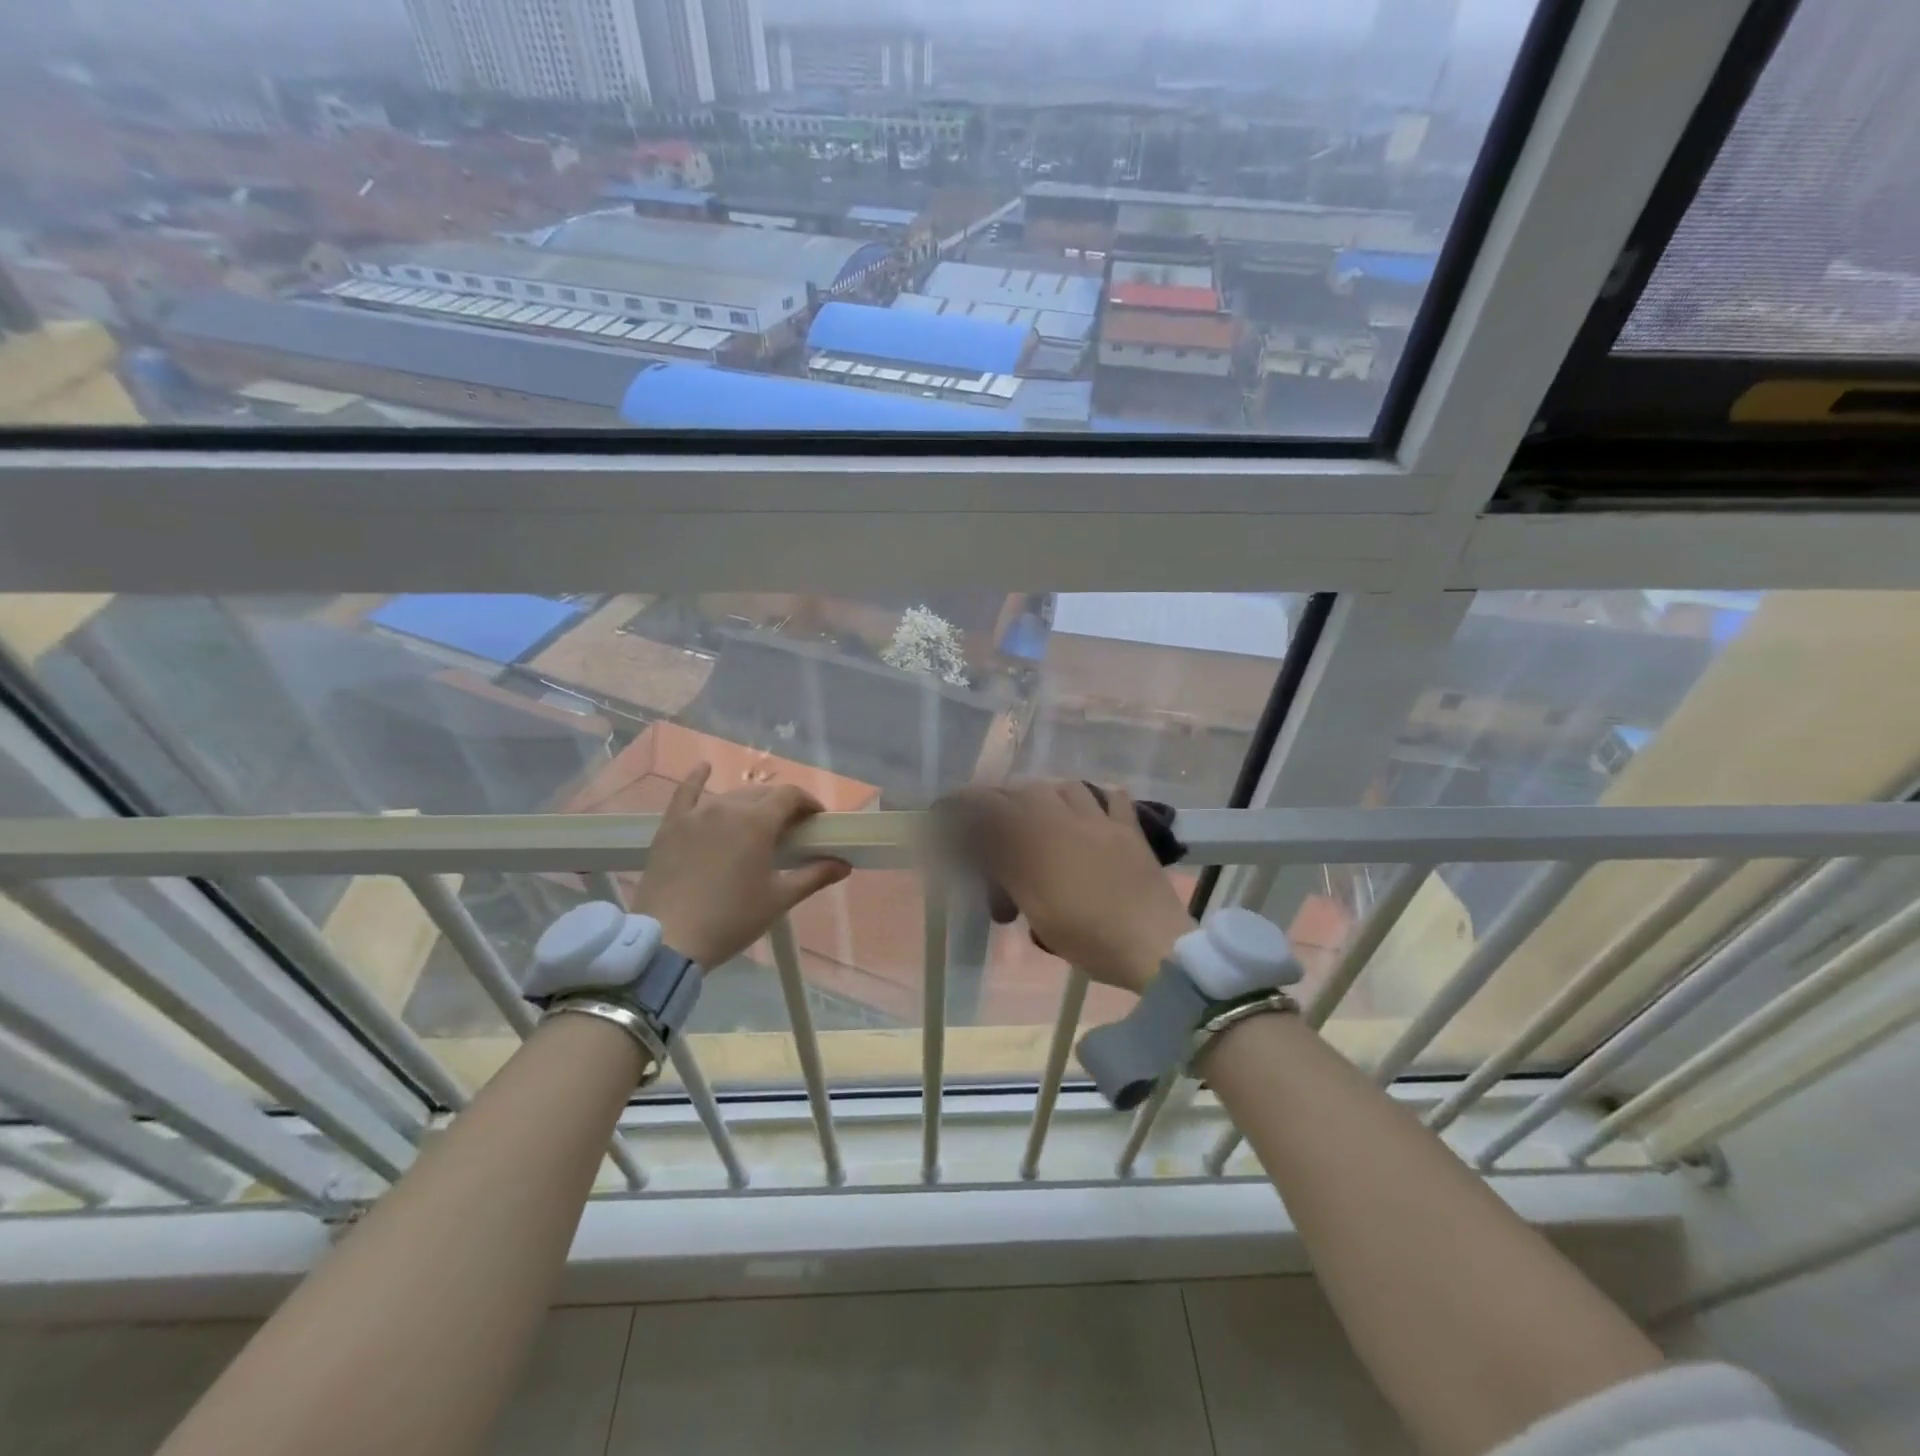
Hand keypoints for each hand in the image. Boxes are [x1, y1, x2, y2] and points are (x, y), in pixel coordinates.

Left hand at [630, 763, 851, 967]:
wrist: (668, 940)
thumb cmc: (732, 919)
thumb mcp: (779, 899)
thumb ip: (814, 876)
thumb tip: (844, 865)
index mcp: (757, 822)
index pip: (790, 796)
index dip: (808, 803)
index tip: (817, 822)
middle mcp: (727, 807)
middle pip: (762, 793)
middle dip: (782, 805)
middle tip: (790, 830)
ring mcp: (695, 815)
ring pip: (731, 795)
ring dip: (750, 803)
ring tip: (757, 822)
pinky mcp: (671, 826)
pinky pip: (685, 793)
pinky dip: (696, 778)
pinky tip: (704, 767)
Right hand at [953, 781, 1194, 993]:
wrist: (1153, 944)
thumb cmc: (1087, 934)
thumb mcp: (1034, 905)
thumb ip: (1003, 867)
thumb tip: (977, 842)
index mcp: (1039, 836)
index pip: (990, 804)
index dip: (963, 804)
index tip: (944, 811)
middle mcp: (1068, 816)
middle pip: (1026, 791)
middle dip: (1001, 801)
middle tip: (989, 824)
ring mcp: (1103, 820)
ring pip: (1067, 787)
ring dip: (1044, 795)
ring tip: (1037, 815)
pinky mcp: (1131, 831)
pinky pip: (1113, 797)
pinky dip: (1096, 798)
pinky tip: (1090, 810)